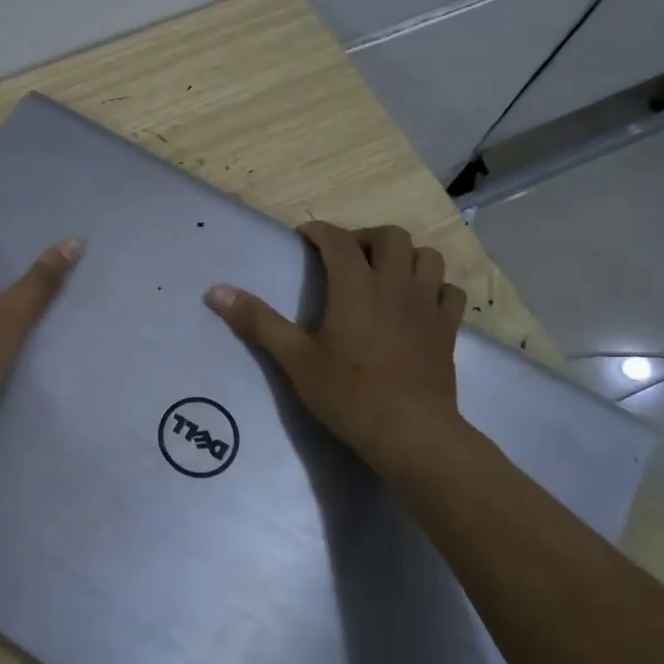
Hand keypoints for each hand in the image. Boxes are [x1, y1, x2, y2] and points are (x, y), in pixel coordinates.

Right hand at [205, 221, 467, 476]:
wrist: (410, 432)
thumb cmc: (347, 393)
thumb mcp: (294, 359)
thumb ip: (257, 321)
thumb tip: (215, 291)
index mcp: (356, 286)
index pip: (338, 240)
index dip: (319, 232)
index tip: (304, 237)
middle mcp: (396, 284)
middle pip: (391, 236)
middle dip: (365, 237)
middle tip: (345, 258)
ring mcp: (427, 305)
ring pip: (427, 256)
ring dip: (404, 256)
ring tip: (383, 274)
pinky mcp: (448, 329)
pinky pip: (449, 291)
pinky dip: (433, 286)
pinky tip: (418, 303)